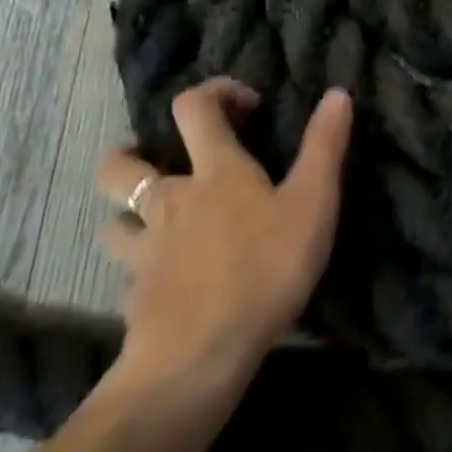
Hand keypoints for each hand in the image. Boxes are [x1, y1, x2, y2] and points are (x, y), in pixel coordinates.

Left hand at [95, 79, 350, 408]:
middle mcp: (169, 201)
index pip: (193, 107)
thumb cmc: (263, 269)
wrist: (196, 359)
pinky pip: (127, 274)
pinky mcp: (134, 298)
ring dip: (128, 215)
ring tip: (156, 224)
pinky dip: (141, 270)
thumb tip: (337, 91)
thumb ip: (325, 146)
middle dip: (134, 153)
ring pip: (113, 221)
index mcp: (214, 171)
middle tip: (164, 162)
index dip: (214, 92)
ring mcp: (144, 251)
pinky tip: (165, 284)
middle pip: (122, 165)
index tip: (245, 105)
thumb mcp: (312, 203)